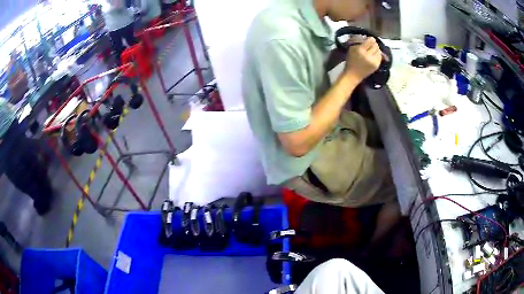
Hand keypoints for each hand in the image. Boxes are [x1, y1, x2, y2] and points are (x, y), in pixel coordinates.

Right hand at [344, 37, 381, 81]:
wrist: (354, 75)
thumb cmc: (351, 61)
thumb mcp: (351, 49)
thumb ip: (357, 41)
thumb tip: (364, 36)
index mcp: (360, 50)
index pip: (370, 41)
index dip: (371, 39)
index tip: (369, 39)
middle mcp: (368, 55)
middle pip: (375, 45)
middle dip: (374, 44)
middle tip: (371, 44)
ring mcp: (373, 61)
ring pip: (379, 51)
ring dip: (376, 49)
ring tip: (372, 50)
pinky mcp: (377, 65)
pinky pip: (380, 57)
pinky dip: (378, 55)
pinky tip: (374, 55)